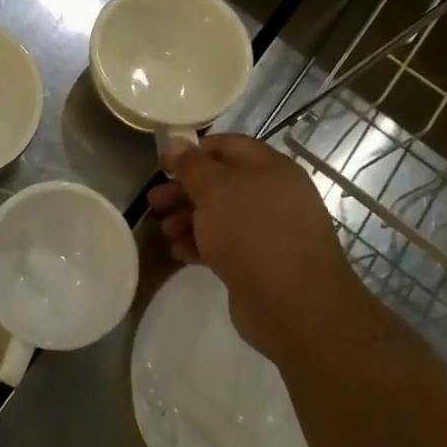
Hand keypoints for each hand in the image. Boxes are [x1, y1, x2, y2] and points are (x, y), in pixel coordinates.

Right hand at [148, 135, 359, 362]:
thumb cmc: (252, 232)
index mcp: (271, 169)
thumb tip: (177, 142)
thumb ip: (192, 165)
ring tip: (164, 231)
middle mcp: (273, 196)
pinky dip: (201, 244)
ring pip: (220, 216)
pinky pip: (225, 244)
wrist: (293, 304)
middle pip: (221, 184)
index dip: (194, 151)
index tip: (164, 163)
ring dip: (188, 220)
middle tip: (154, 201)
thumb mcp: (214, 190)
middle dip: (184, 191)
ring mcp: (268, 231)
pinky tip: (178, 252)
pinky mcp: (260, 262)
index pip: (228, 146)